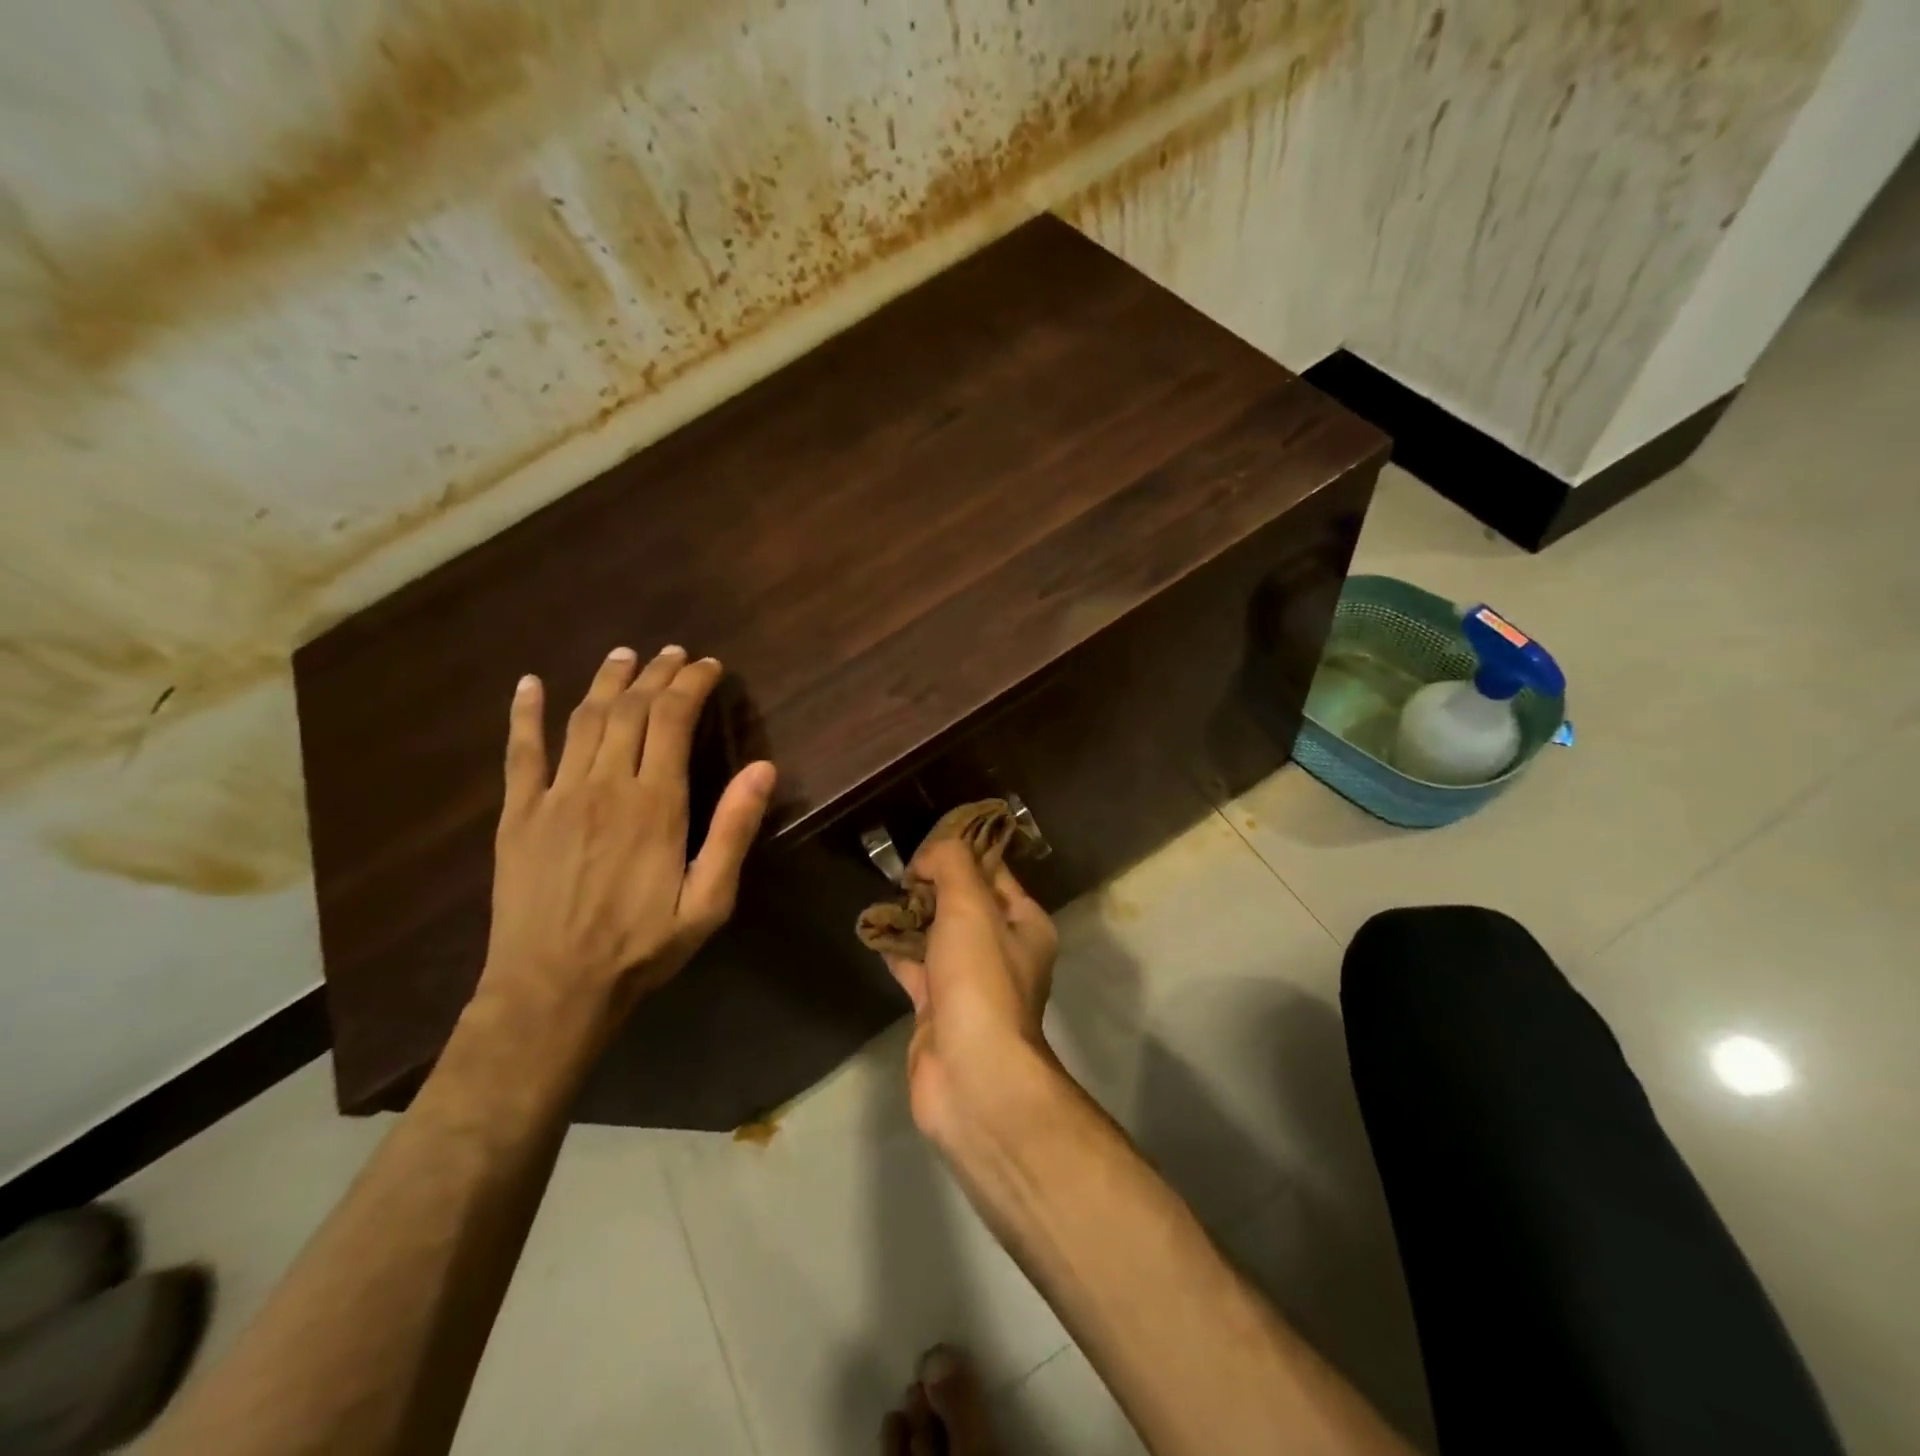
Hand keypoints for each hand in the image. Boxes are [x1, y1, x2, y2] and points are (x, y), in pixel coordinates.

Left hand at [478, 645, 775, 1035]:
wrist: (552, 990)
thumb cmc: (641, 947)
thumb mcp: (708, 901)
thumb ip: (733, 831)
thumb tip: (764, 769)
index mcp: (655, 804)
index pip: (673, 720)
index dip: (692, 684)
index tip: (709, 666)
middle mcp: (604, 786)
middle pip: (630, 710)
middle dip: (655, 674)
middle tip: (673, 653)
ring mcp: (554, 797)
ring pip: (582, 719)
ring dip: (605, 681)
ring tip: (624, 655)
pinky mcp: (517, 815)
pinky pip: (520, 752)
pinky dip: (523, 714)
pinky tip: (529, 684)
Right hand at [882, 838, 1060, 1147]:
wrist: (971, 1075)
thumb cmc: (980, 981)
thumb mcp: (971, 906)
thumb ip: (952, 866)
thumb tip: (929, 857)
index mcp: (1024, 924)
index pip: (994, 873)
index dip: (963, 853)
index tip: (928, 842)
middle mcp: (1002, 951)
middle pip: (964, 903)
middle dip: (933, 885)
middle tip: (900, 871)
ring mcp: (969, 982)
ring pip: (938, 935)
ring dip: (913, 916)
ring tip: (883, 894)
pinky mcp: (938, 1009)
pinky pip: (915, 967)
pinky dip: (897, 950)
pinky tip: (873, 931)